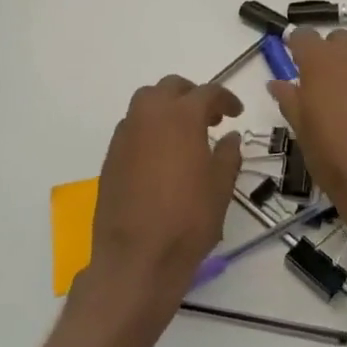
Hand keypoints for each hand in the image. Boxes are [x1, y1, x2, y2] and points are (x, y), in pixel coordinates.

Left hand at [85, 77, 243, 327]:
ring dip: (167, 109)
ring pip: (145, 103)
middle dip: (191, 95)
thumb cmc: (188, 220)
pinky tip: (162, 157)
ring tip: (184, 136)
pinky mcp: (110, 157)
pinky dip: (149, 130)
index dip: (226, 99)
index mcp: (181, 117)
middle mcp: (149, 117)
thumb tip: (229, 137)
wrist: (137, 259)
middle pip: (170, 88)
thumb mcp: (220, 187)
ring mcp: (125, 136)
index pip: (207, 93)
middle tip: (209, 118)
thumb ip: (228, 154)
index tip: (235, 113)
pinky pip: (132, 128)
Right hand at [268, 29, 346, 222]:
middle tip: (330, 87)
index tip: (298, 65)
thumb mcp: (301, 128)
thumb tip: (277, 83)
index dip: (299, 49)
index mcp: (319, 59)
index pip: (303, 36)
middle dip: (332, 56)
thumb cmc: (332, 154)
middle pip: (338, 40)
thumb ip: (289, 98)